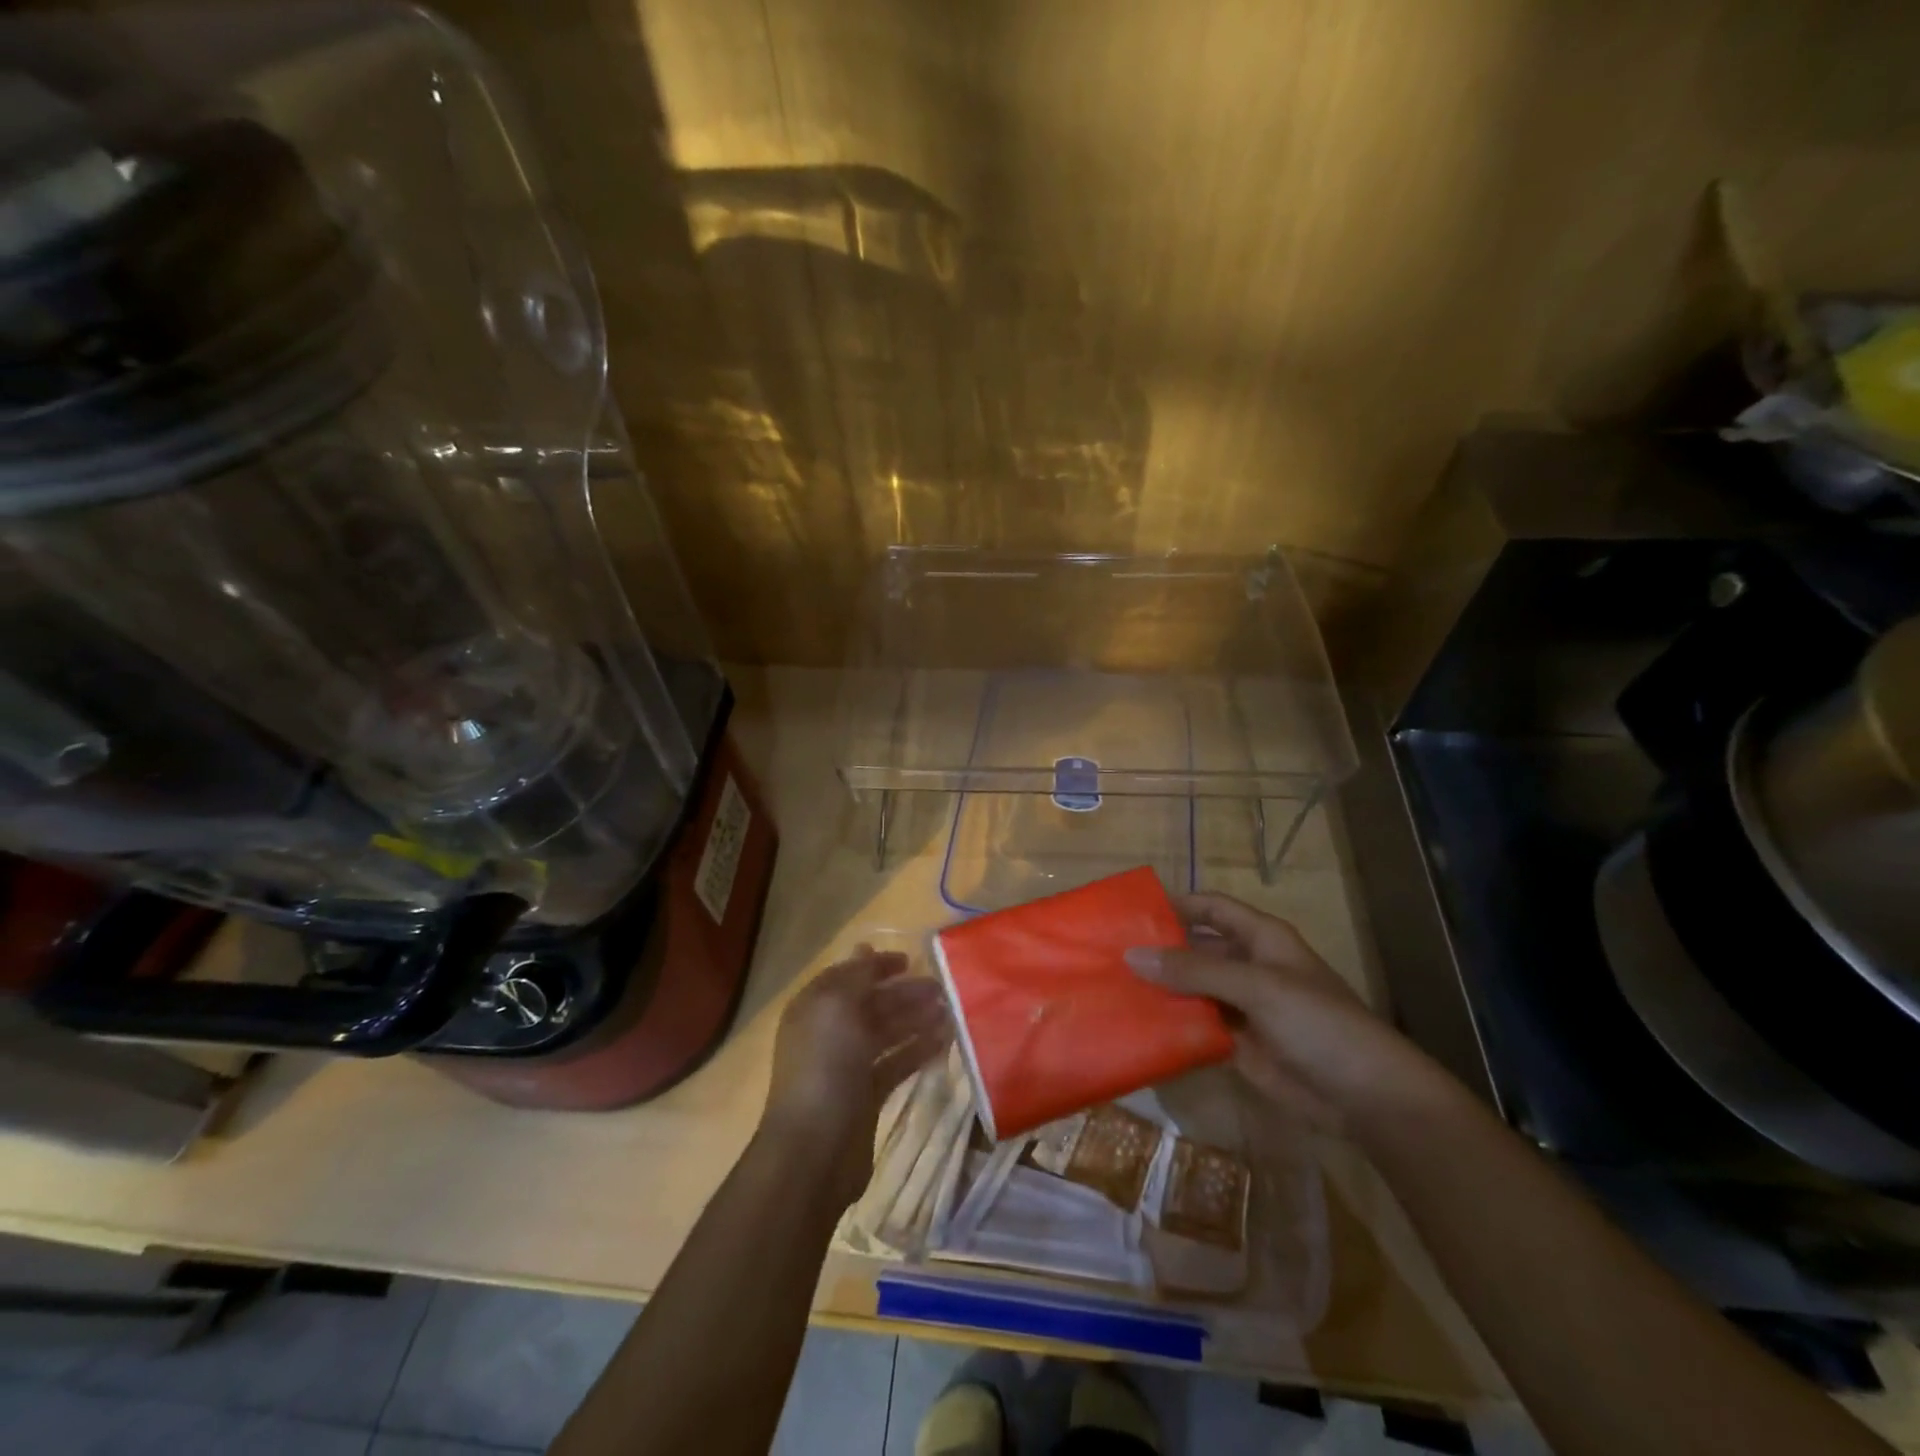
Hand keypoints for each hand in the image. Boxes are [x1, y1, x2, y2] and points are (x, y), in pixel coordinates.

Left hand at [758, 948, 950, 1207]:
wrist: (815, 1149)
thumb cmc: (825, 1066)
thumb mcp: (837, 1007)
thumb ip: (856, 976)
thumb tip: (865, 948)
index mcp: (815, 1007)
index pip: (848, 976)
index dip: (876, 965)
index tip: (910, 960)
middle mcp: (829, 1033)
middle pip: (871, 1004)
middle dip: (904, 993)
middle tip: (942, 987)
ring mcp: (847, 1066)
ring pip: (886, 1033)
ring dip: (916, 1019)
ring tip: (950, 1011)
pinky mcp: (867, 1096)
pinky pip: (896, 1064)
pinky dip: (918, 1051)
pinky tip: (944, 1042)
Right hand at [1125, 893, 1430, 1130]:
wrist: (1365, 1096)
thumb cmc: (1317, 1023)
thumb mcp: (1256, 986)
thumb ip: (1194, 971)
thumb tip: (1132, 955)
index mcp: (1261, 939)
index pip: (1211, 908)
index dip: (1177, 904)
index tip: (1131, 912)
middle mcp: (1248, 966)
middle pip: (1197, 948)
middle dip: (1160, 950)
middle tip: (1109, 953)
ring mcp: (1243, 1006)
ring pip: (1193, 988)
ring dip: (1161, 988)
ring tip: (1112, 987)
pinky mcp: (1238, 1043)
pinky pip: (1198, 1025)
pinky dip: (1173, 1024)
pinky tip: (1137, 1024)